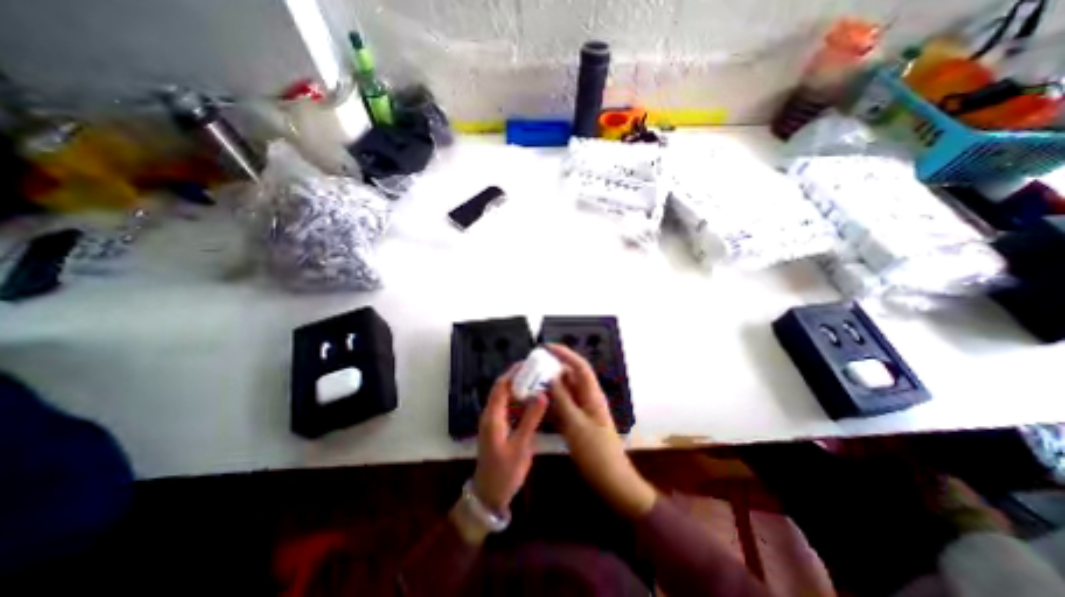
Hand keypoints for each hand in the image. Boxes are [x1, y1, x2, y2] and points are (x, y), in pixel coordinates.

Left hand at [471, 367, 548, 510]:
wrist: (490, 495)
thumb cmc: (504, 472)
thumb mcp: (520, 446)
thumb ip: (531, 419)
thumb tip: (542, 394)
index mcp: (493, 416)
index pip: (501, 386)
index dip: (513, 373)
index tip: (528, 362)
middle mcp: (491, 415)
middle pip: (503, 389)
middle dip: (518, 378)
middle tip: (537, 370)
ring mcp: (495, 422)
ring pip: (507, 399)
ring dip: (520, 389)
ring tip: (538, 381)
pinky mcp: (500, 428)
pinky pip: (510, 409)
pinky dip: (521, 402)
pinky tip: (535, 401)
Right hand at [549, 344, 658, 518]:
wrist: (611, 480)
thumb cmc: (596, 451)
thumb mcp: (576, 424)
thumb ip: (563, 399)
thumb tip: (552, 376)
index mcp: (592, 394)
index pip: (579, 365)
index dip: (564, 353)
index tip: (546, 347)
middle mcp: (588, 398)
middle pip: (571, 376)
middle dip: (554, 368)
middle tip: (534, 366)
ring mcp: (583, 410)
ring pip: (566, 391)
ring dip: (551, 385)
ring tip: (532, 382)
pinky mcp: (578, 421)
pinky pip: (564, 405)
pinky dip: (553, 401)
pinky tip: (539, 403)